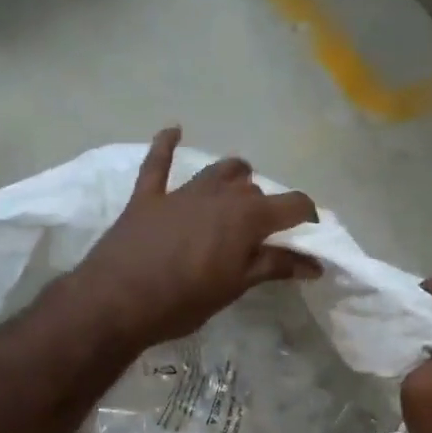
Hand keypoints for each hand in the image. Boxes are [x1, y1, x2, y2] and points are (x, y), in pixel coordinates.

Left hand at [72, 127, 320, 349]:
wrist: (117, 301)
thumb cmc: (183, 301)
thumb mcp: (235, 287)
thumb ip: (273, 267)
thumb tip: (314, 263)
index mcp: (247, 217)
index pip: (292, 205)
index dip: (307, 216)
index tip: (311, 232)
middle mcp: (219, 194)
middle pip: (253, 189)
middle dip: (264, 207)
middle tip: (262, 234)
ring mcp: (181, 192)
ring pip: (217, 171)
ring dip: (233, 178)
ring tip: (237, 191)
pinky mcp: (147, 196)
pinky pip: (157, 162)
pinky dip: (166, 145)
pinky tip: (174, 131)